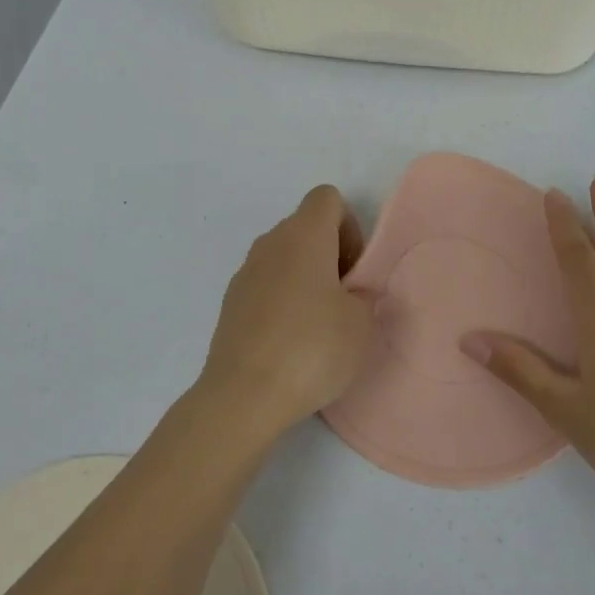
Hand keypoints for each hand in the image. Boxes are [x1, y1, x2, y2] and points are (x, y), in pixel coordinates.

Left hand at [197, 184, 375, 441]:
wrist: (244, 396)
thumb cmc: (312, 348)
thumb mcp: (362, 322)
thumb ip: (364, 294)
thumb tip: (349, 293)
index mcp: (304, 234)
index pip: (327, 198)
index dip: (349, 227)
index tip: (354, 270)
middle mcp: (270, 243)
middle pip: (305, 227)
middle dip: (330, 255)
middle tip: (345, 300)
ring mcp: (245, 272)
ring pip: (284, 258)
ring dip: (305, 279)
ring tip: (319, 326)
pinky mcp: (230, 304)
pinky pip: (266, 286)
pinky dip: (282, 301)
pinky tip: (291, 343)